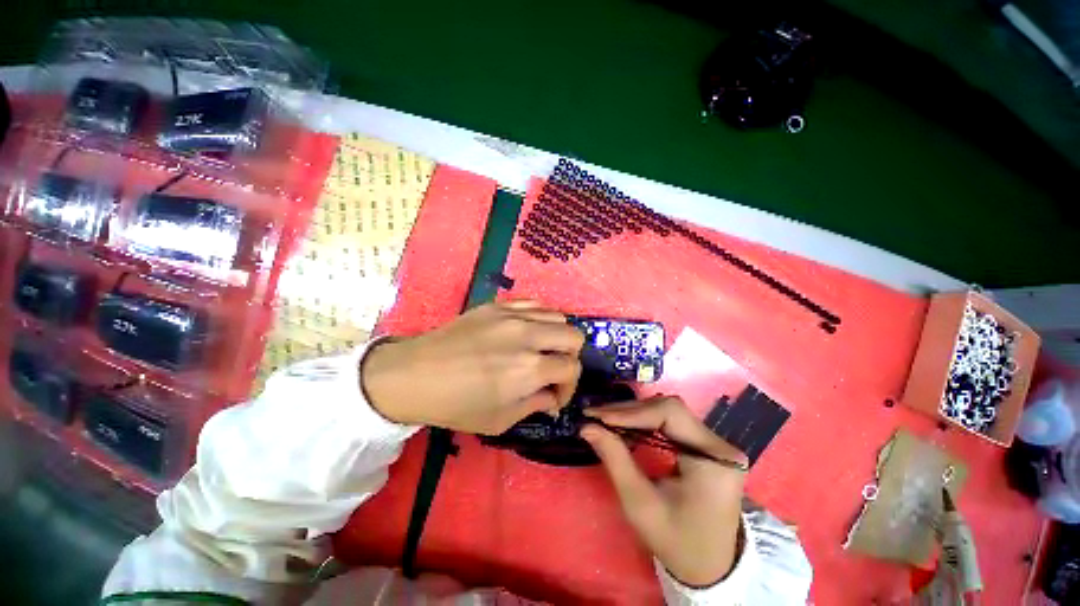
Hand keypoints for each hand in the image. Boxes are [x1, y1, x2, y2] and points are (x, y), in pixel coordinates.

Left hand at [361, 301, 584, 434]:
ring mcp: (512, 315)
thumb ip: (535, 405)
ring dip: (556, 336)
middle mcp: (528, 336)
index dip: (569, 387)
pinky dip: (540, 319)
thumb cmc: (455, 404)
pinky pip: (533, 304)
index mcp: (530, 368)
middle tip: (553, 370)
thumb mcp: (499, 420)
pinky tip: (527, 332)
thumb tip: (552, 397)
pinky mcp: (498, 305)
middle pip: (574, 336)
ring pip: (557, 316)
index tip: (554, 396)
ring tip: (541, 350)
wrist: (415, 375)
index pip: (571, 368)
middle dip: (571, 357)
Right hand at [581, 396, 748, 586]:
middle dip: (629, 411)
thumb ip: (615, 459)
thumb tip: (587, 426)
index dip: (631, 412)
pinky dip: (644, 421)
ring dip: (634, 414)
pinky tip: (624, 426)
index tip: (598, 417)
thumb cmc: (676, 541)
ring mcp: (715, 443)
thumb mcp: (640, 504)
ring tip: (605, 420)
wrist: (710, 567)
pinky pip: (671, 422)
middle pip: (669, 409)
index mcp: (714, 460)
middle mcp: (720, 445)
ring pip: (668, 411)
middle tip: (596, 416)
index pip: (670, 414)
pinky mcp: (706, 445)